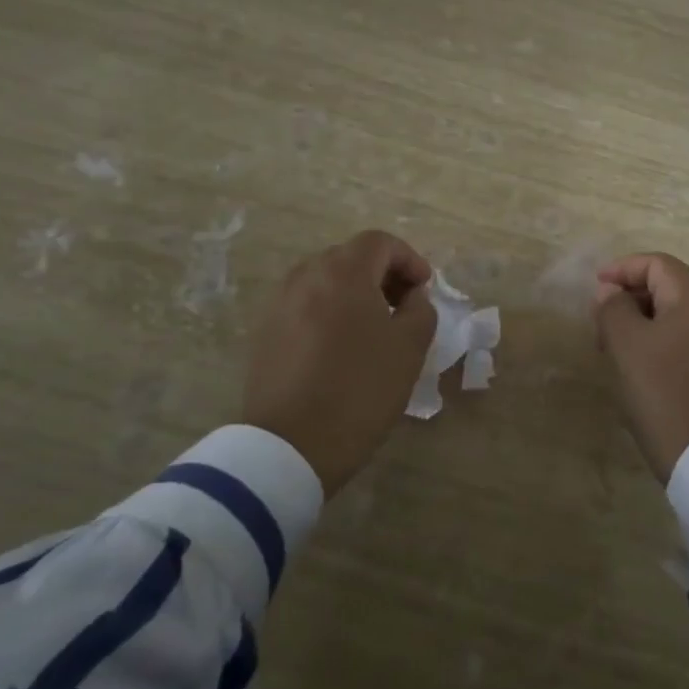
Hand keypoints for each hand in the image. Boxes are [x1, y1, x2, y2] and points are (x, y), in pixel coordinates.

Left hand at [243, 230, 436, 494]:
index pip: (380, 242)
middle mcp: (305, 276)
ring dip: (354, 293)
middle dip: (382, 274)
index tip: (424, 289)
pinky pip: (304, 305)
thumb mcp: (410, 347)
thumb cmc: (360, 389)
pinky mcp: (265, 332)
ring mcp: (279, 304)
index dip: (409, 259)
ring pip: (324, 281)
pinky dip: (329, 311)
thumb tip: (410, 296)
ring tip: (373, 328)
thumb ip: (420, 308)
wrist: (290, 446)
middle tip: (404, 306)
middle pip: (350, 257)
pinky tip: (341, 347)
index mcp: (343, 272)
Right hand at [593, 253, 688, 483]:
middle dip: (631, 296)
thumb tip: (610, 292)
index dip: (624, 268)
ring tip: (614, 346)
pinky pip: (688, 339)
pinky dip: (660, 340)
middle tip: (601, 320)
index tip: (596, 287)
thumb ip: (613, 308)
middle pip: (670, 287)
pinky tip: (641, 365)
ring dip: (643, 320)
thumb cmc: (661, 391)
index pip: (659, 264)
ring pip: (677, 315)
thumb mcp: (626, 345)